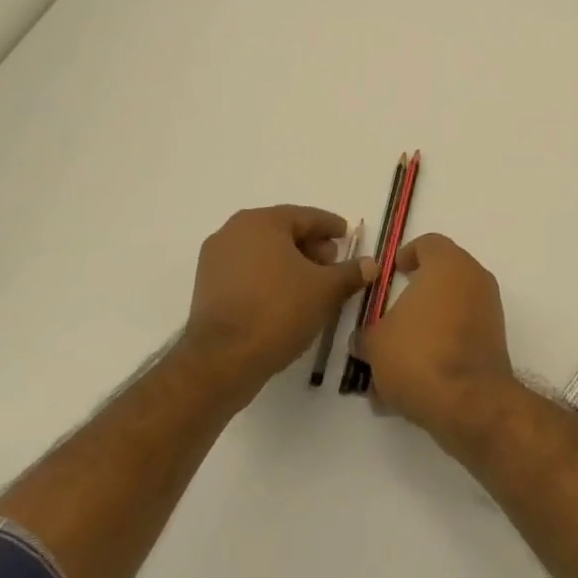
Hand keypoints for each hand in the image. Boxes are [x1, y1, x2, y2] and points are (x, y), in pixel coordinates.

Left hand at [178, 206, 364, 403]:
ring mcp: (215, 259)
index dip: (331, 227)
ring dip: (290, 262)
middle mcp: (234, 231)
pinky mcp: (206, 286)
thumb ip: (350, 272)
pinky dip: (269, 277)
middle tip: (332, 264)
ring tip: (312, 285)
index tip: (346, 236)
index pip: (306, 216)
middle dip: (311, 245)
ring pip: (264, 251)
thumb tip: (371, 264)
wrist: (221, 361)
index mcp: (262, 222)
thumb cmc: (278, 311)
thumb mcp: (325, 290)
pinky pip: (247, 270)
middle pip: (283, 231)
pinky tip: (286, 297)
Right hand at [358, 233, 516, 440]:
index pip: (429, 243)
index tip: (392, 272)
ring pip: (450, 311)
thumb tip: (363, 339)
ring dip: (425, 329)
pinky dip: (440, 349)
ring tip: (395, 361)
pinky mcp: (495, 341)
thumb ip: (367, 334)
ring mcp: (489, 310)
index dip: (407, 254)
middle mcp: (474, 279)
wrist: (469, 401)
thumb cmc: (418, 355)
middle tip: (389, 317)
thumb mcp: (376, 343)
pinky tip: (414, 382)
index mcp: (448, 264)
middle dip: (414, 297)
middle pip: (441, 277)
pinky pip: (461, 336)